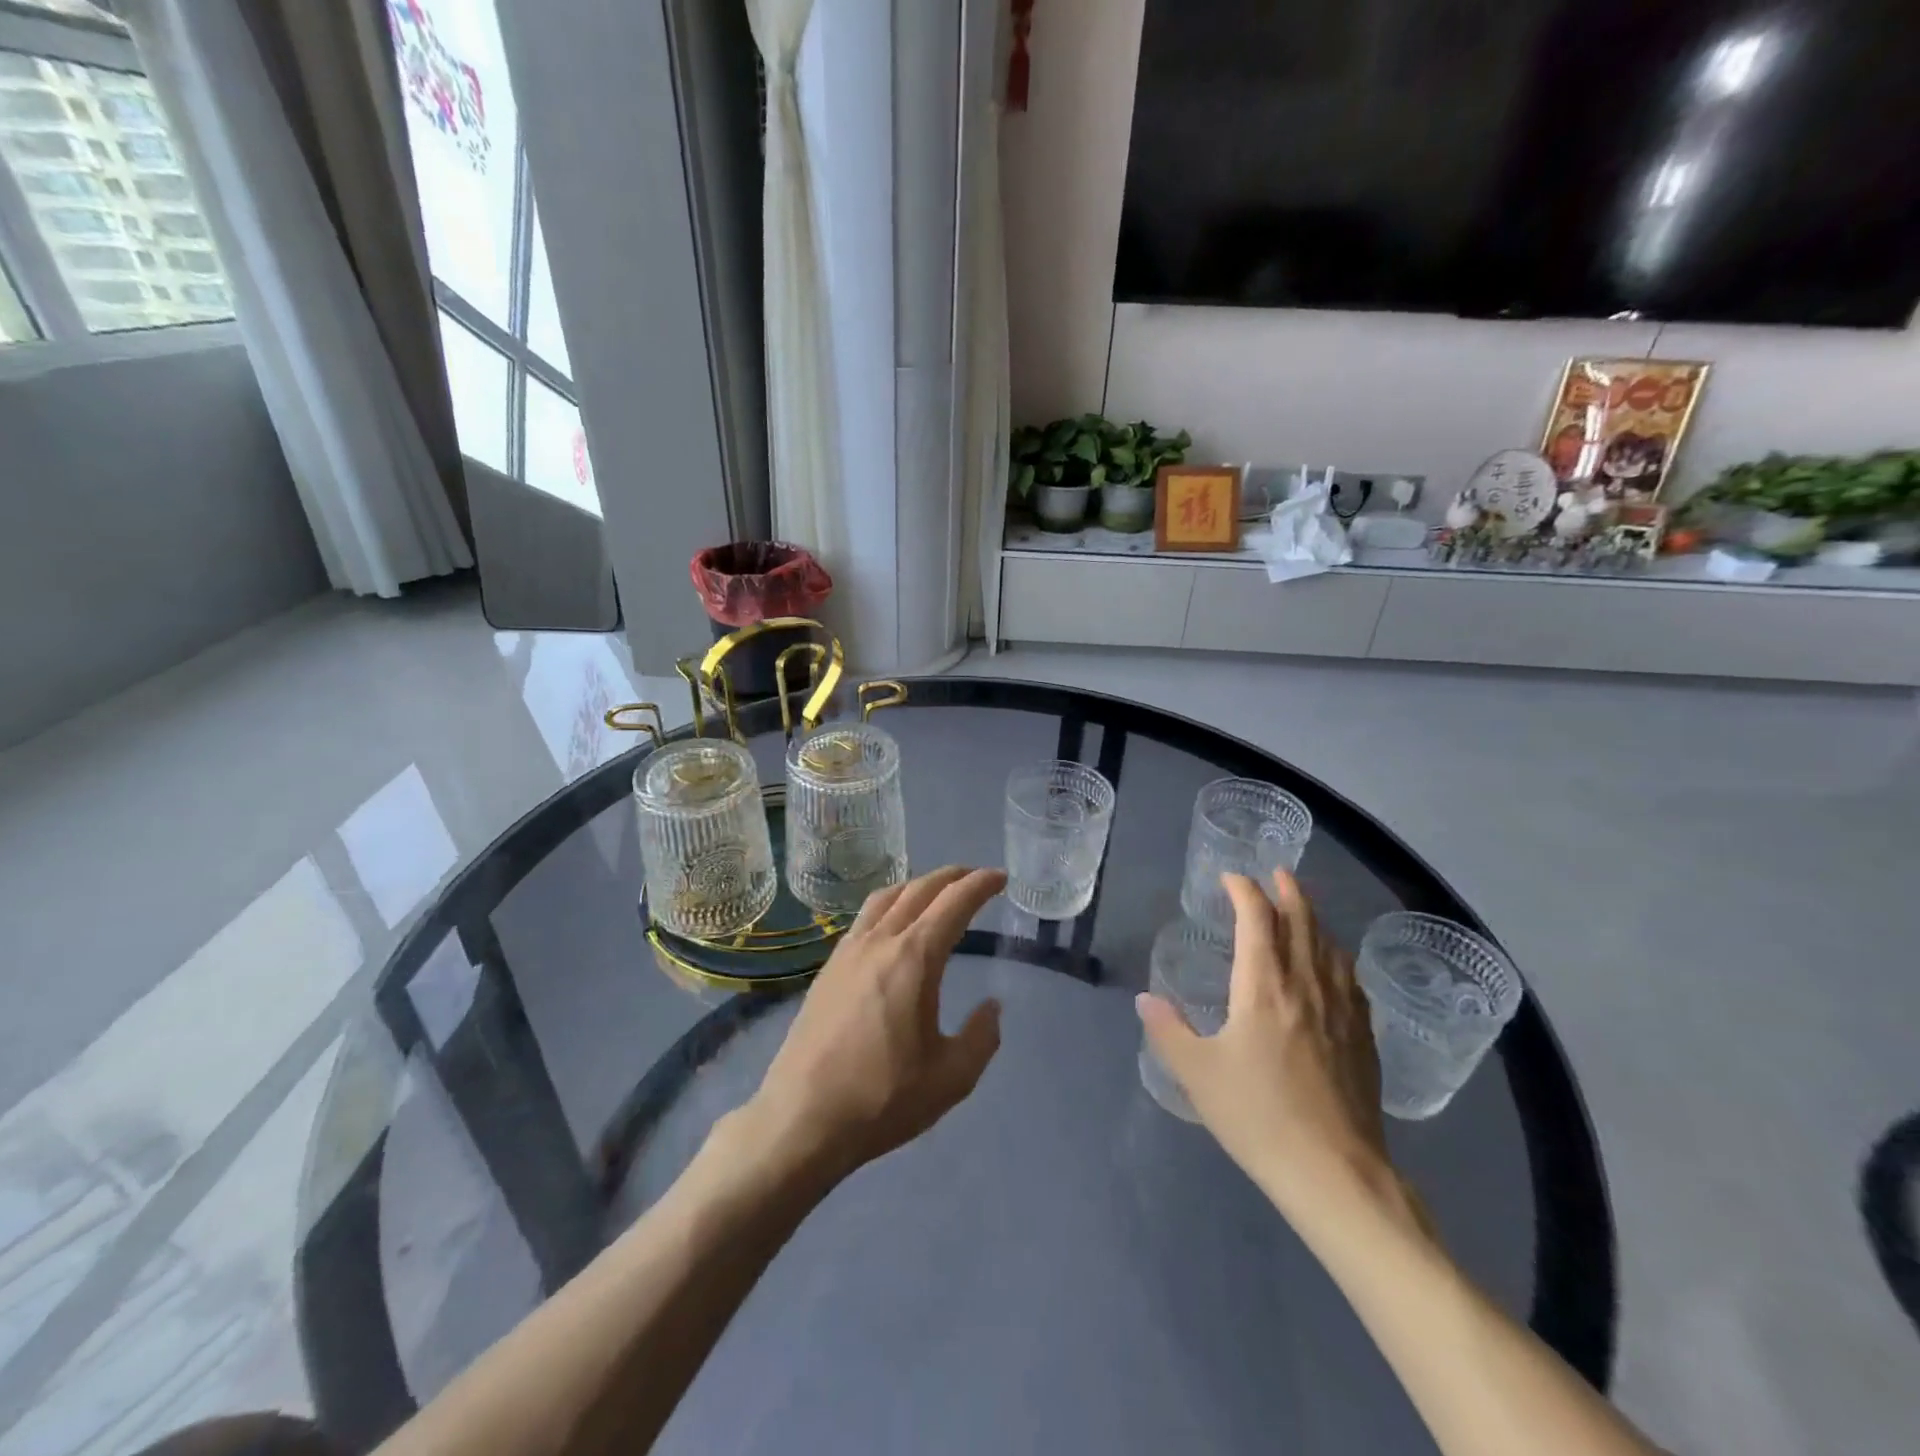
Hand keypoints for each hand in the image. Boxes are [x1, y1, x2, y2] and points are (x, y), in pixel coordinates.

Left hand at [743, 866, 1006, 1182]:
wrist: (802, 1118)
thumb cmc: (883, 1099)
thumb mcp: (951, 1078)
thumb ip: (982, 1037)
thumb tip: (992, 1007)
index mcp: (914, 958)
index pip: (954, 903)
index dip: (980, 885)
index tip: (1000, 877)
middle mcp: (880, 942)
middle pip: (919, 890)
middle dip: (952, 877)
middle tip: (975, 878)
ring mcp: (848, 952)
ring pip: (886, 897)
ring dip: (917, 885)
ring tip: (936, 892)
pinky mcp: (828, 968)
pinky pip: (864, 917)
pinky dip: (890, 904)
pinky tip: (893, 925)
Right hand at [1138, 871, 1396, 1226]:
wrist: (1335, 1174)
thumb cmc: (1258, 1117)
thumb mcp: (1197, 1074)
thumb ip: (1168, 1030)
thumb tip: (1146, 1000)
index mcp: (1263, 986)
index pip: (1256, 919)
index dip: (1244, 891)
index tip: (1230, 879)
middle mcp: (1306, 986)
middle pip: (1302, 922)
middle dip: (1288, 892)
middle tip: (1277, 873)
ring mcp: (1342, 1011)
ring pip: (1330, 947)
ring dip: (1315, 919)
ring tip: (1303, 910)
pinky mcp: (1364, 1038)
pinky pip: (1351, 979)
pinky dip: (1337, 957)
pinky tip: (1336, 967)